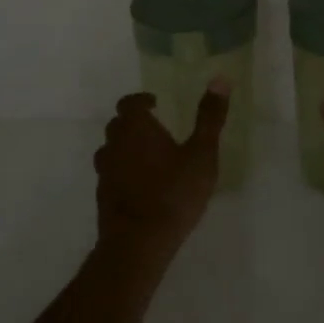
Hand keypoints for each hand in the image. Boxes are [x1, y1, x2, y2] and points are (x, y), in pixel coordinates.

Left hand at [93, 83, 229, 262]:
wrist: (138, 243)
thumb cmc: (174, 192)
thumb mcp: (202, 154)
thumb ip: (210, 117)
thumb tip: (220, 79)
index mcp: (136, 128)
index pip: (129, 103)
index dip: (141, 101)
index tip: (156, 104)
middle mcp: (114, 144)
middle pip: (117, 125)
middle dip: (134, 123)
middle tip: (157, 129)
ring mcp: (105, 172)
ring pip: (111, 150)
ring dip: (126, 148)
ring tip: (149, 157)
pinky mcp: (103, 197)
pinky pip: (111, 174)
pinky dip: (123, 172)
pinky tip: (142, 185)